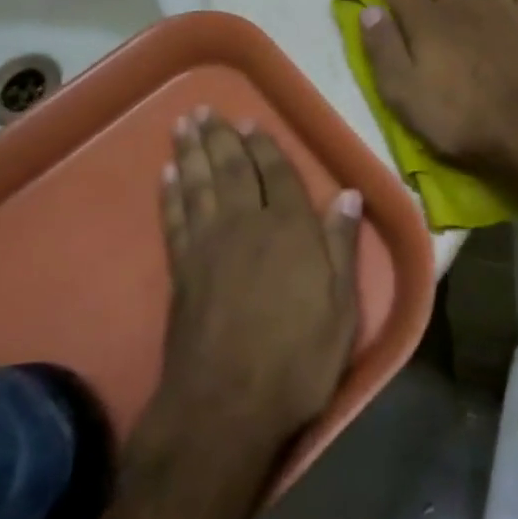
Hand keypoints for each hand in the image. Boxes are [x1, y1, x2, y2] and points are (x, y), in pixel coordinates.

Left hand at [142, 111, 361, 460]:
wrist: (224, 408)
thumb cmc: (296, 361)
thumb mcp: (340, 310)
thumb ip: (342, 247)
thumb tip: (350, 194)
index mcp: (290, 229)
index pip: (279, 174)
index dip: (265, 146)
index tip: (252, 122)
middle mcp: (248, 224)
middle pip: (233, 169)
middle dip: (221, 137)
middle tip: (206, 110)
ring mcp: (209, 244)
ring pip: (200, 184)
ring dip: (191, 151)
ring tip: (184, 124)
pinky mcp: (181, 269)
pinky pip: (175, 217)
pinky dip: (170, 193)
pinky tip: (166, 174)